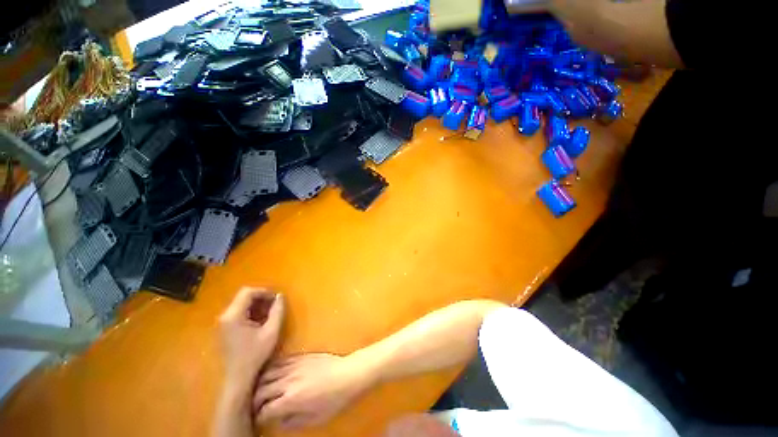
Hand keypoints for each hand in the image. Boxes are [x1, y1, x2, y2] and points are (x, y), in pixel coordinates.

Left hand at [218, 288, 284, 389]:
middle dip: (261, 297)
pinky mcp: (225, 327)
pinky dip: (251, 311)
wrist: (238, 377)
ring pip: (241, 303)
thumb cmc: (255, 354)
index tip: (276, 298)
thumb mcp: (271, 331)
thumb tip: (280, 296)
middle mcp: (225, 316)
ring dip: (256, 304)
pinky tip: (260, 320)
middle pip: (244, 296)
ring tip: (269, 312)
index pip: (248, 292)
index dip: (264, 291)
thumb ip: (277, 311)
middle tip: (274, 304)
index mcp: (233, 315)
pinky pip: (238, 311)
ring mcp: (223, 322)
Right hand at [253, 353, 373, 428]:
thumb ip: (293, 422)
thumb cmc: (334, 400)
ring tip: (259, 391)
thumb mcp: (314, 418)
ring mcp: (294, 366)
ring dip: (260, 384)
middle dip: (254, 401)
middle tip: (255, 407)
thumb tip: (278, 421)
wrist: (348, 374)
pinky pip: (280, 361)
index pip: (265, 410)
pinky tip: (272, 374)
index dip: (258, 417)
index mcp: (291, 399)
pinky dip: (272, 369)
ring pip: (267, 374)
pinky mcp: (300, 356)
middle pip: (261, 391)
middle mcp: (288, 381)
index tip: (258, 420)